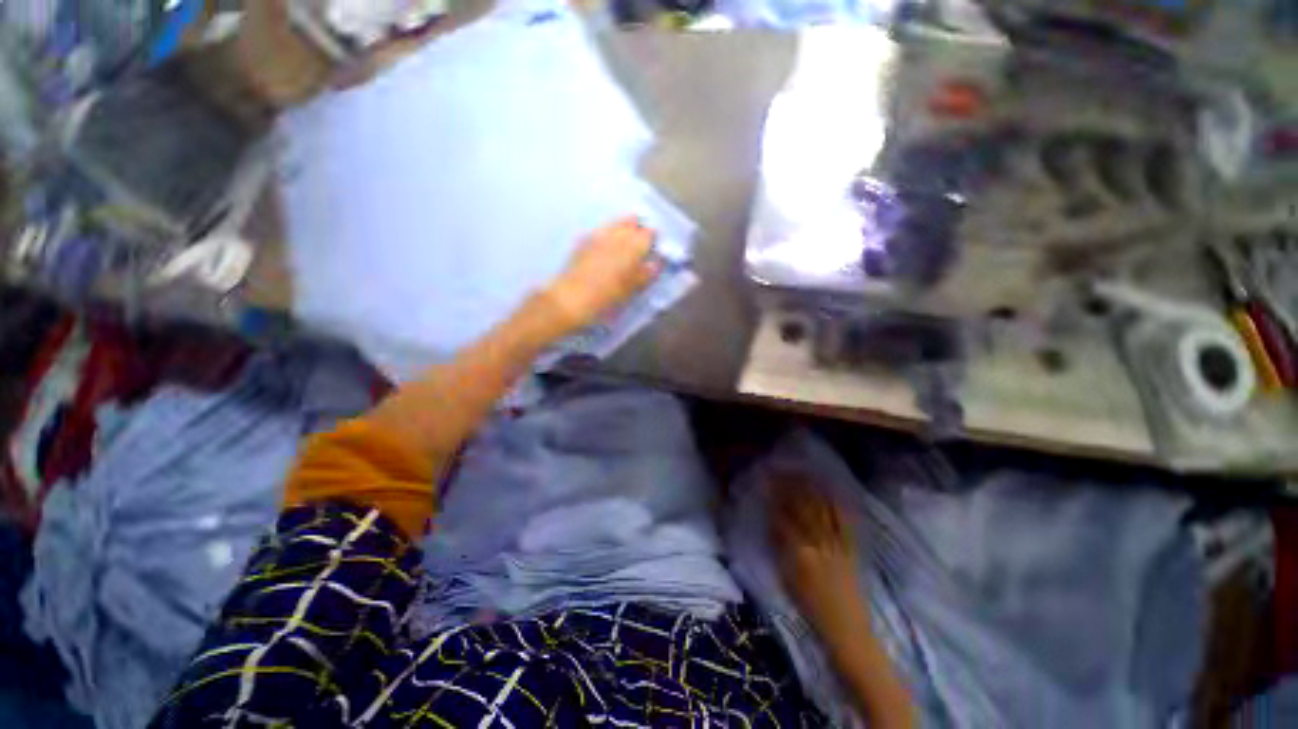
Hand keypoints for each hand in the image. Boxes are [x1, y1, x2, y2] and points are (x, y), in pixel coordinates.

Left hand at [543, 218, 661, 334]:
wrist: (570, 298)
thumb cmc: (605, 298)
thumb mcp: (629, 290)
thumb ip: (643, 275)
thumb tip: (655, 265)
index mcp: (631, 249)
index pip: (647, 236)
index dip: (652, 238)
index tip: (655, 241)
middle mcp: (615, 238)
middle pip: (630, 225)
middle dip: (638, 228)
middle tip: (642, 234)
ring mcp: (597, 238)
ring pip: (614, 224)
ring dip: (622, 225)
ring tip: (628, 228)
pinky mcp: (582, 243)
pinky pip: (599, 231)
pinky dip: (606, 232)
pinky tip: (606, 238)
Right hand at [769, 471, 864, 634]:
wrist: (847, 626)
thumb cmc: (811, 605)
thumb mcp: (787, 577)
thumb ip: (779, 546)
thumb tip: (772, 520)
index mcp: (799, 553)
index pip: (783, 516)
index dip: (774, 496)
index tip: (766, 481)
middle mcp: (818, 543)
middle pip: (803, 507)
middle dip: (791, 486)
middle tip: (781, 470)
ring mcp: (837, 543)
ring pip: (822, 509)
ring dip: (811, 488)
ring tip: (801, 472)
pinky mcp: (851, 547)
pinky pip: (844, 520)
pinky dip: (836, 502)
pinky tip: (830, 489)